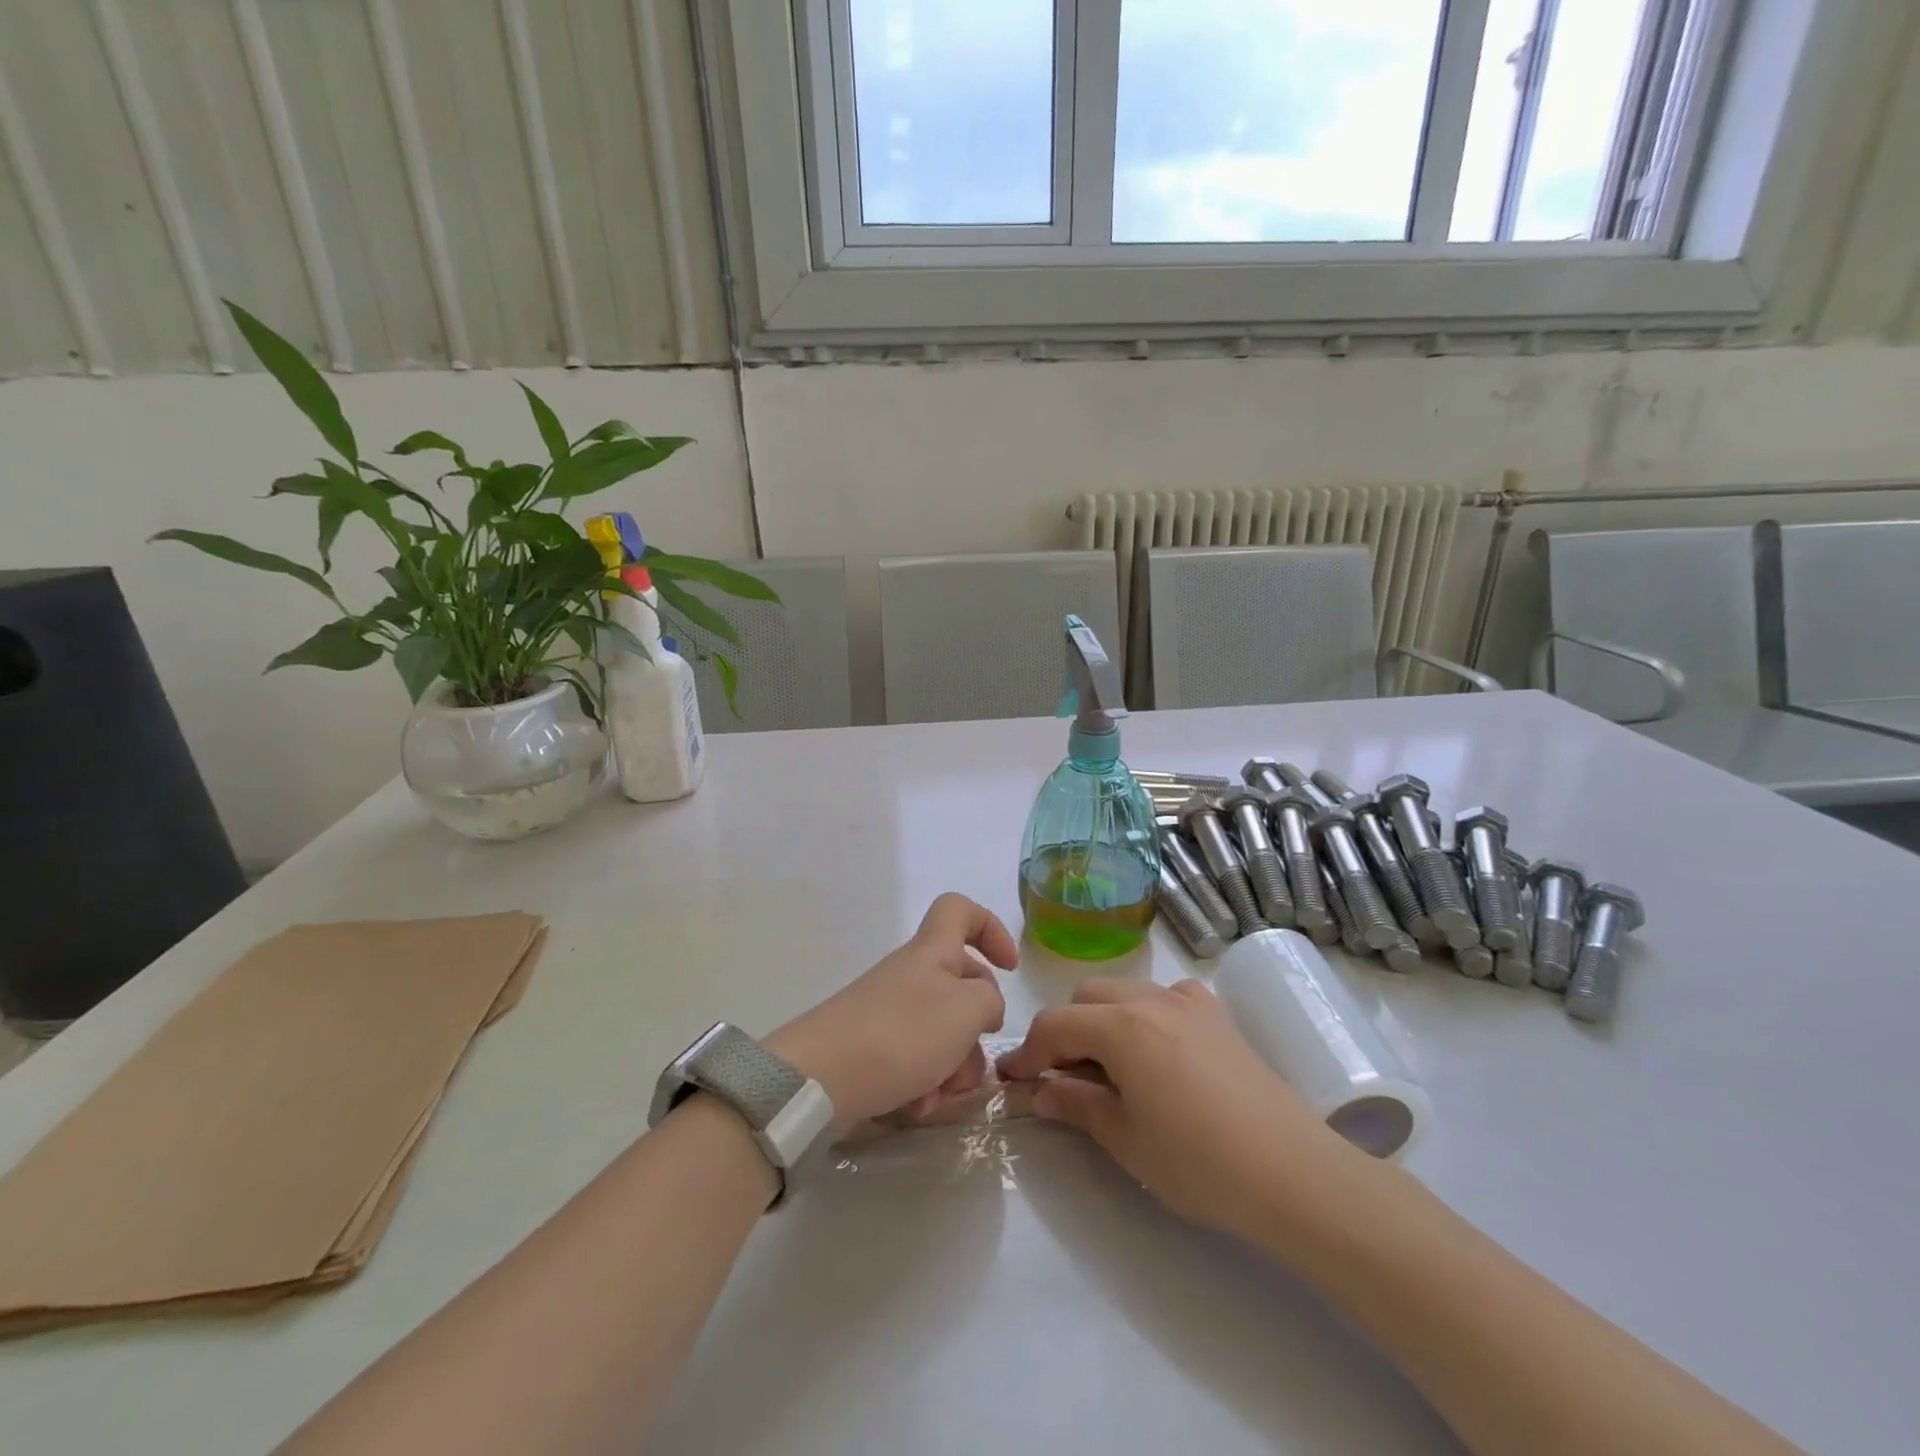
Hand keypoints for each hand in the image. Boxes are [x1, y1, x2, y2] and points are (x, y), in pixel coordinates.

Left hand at [765, 894, 1016, 1131]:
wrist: (820, 1079)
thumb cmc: (902, 1033)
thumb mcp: (967, 1009)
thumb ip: (990, 1001)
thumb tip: (983, 1008)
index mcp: (932, 952)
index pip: (960, 911)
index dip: (990, 929)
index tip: (1009, 967)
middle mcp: (911, 976)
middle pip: (960, 986)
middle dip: (976, 1030)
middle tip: (972, 1062)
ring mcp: (888, 1013)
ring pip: (942, 1034)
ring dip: (952, 1068)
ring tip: (939, 1096)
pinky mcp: (872, 1050)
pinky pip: (914, 1063)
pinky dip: (922, 1085)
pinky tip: (914, 1108)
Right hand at [997, 979, 1353, 1238]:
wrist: (1293, 1173)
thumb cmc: (1199, 1162)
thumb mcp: (1125, 1139)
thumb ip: (1076, 1105)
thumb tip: (1039, 1091)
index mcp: (1120, 1026)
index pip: (1055, 1025)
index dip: (1028, 1052)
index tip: (1011, 1079)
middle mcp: (1150, 999)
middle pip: (1087, 998)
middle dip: (1065, 1031)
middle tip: (1063, 1078)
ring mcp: (1189, 1002)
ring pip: (1125, 992)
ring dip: (1103, 1020)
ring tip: (1110, 1067)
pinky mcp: (1218, 1015)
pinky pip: (1168, 996)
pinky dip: (1148, 1014)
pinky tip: (1159, 1050)